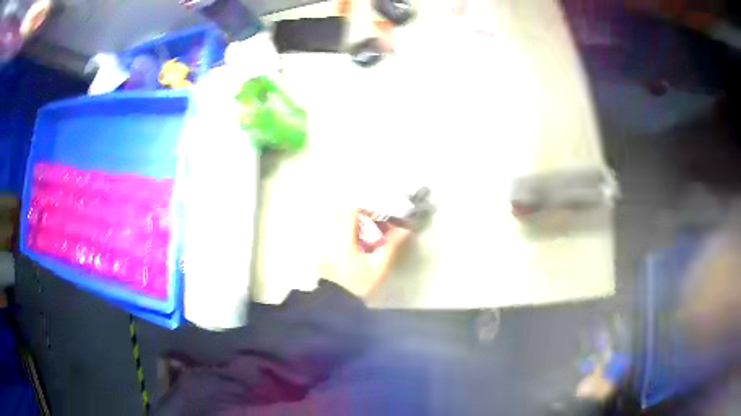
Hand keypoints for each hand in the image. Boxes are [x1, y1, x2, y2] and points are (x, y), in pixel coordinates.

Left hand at [320, 209, 410, 297]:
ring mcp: (322, 243)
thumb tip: (404, 230)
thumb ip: (391, 246)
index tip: (374, 213)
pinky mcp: (320, 250)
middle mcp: (330, 237)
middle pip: (338, 212)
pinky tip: (348, 240)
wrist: (338, 302)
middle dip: (353, 211)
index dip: (364, 208)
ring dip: (344, 219)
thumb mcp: (378, 267)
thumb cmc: (360, 284)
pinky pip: (328, 231)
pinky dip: (337, 229)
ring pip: (331, 220)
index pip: (351, 211)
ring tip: (359, 229)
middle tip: (367, 219)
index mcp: (344, 239)